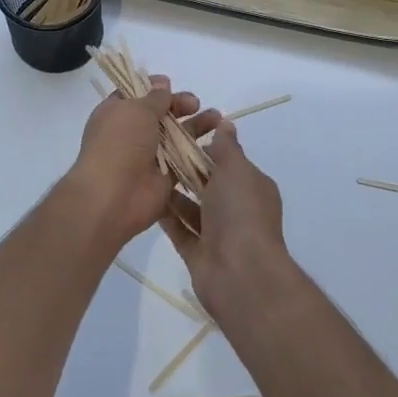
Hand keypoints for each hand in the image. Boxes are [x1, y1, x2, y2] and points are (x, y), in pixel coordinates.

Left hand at [64, 76, 220, 251]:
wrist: (114, 196)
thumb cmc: (120, 143)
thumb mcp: (136, 110)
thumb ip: (154, 97)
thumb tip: (161, 82)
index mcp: (116, 113)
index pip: (135, 95)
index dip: (152, 88)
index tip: (170, 83)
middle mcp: (131, 133)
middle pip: (159, 114)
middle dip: (178, 106)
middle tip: (195, 103)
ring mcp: (148, 156)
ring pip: (175, 136)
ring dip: (195, 126)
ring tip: (217, 118)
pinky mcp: (165, 177)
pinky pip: (184, 160)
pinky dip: (199, 151)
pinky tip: (218, 141)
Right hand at [160, 121, 292, 316]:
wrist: (240, 273)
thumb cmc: (241, 213)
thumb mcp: (236, 170)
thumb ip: (227, 147)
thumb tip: (226, 123)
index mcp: (252, 186)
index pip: (229, 161)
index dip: (206, 147)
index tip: (179, 134)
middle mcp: (237, 209)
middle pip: (208, 184)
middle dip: (186, 169)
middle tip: (154, 150)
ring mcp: (218, 234)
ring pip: (192, 207)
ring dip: (173, 192)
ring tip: (145, 171)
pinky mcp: (198, 253)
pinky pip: (180, 230)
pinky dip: (166, 216)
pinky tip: (145, 198)